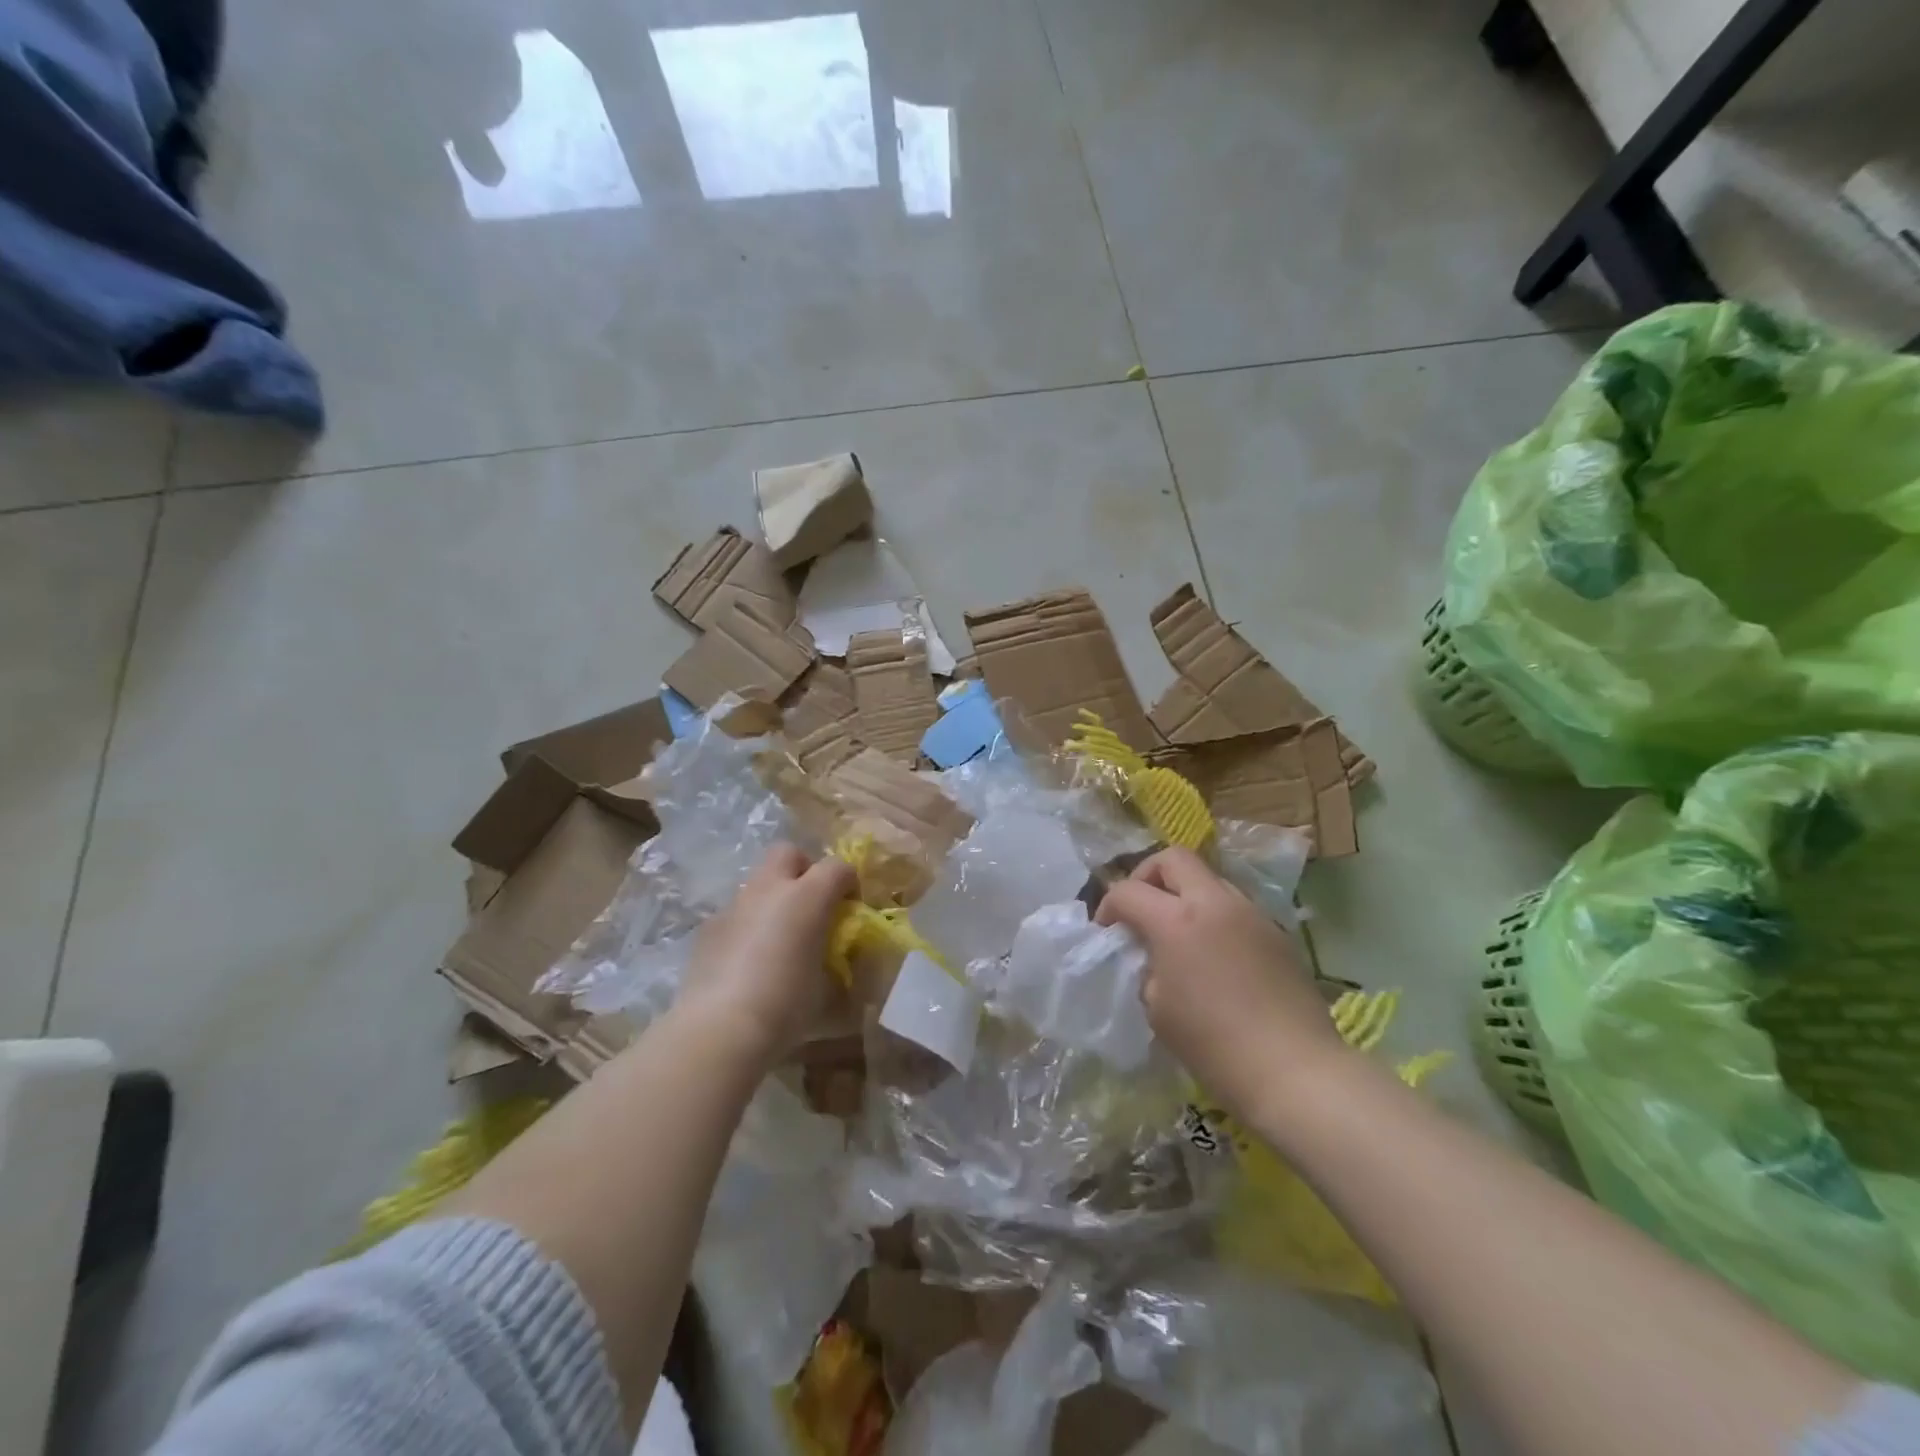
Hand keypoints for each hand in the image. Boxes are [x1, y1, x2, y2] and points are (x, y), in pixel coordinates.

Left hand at [675, 846, 856, 1065]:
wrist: (720, 1029)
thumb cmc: (786, 1006)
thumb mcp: (828, 989)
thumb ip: (837, 964)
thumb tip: (838, 962)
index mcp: (807, 897)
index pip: (838, 867)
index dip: (848, 883)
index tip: (850, 908)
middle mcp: (769, 889)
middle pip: (788, 853)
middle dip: (803, 870)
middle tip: (811, 905)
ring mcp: (734, 905)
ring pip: (758, 882)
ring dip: (773, 898)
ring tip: (777, 938)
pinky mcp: (709, 928)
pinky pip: (736, 913)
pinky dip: (747, 925)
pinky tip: (747, 961)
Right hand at [1096, 846, 1344, 1117]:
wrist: (1294, 1071)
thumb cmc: (1213, 1044)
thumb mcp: (1157, 1008)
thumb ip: (1148, 967)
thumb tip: (1154, 956)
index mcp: (1176, 920)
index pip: (1128, 890)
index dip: (1109, 906)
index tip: (1107, 931)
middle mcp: (1215, 903)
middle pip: (1174, 859)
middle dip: (1148, 876)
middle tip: (1142, 909)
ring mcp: (1251, 914)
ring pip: (1209, 879)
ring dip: (1186, 895)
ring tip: (1181, 933)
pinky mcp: (1277, 933)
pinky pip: (1235, 908)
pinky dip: (1215, 917)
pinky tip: (1215, 955)